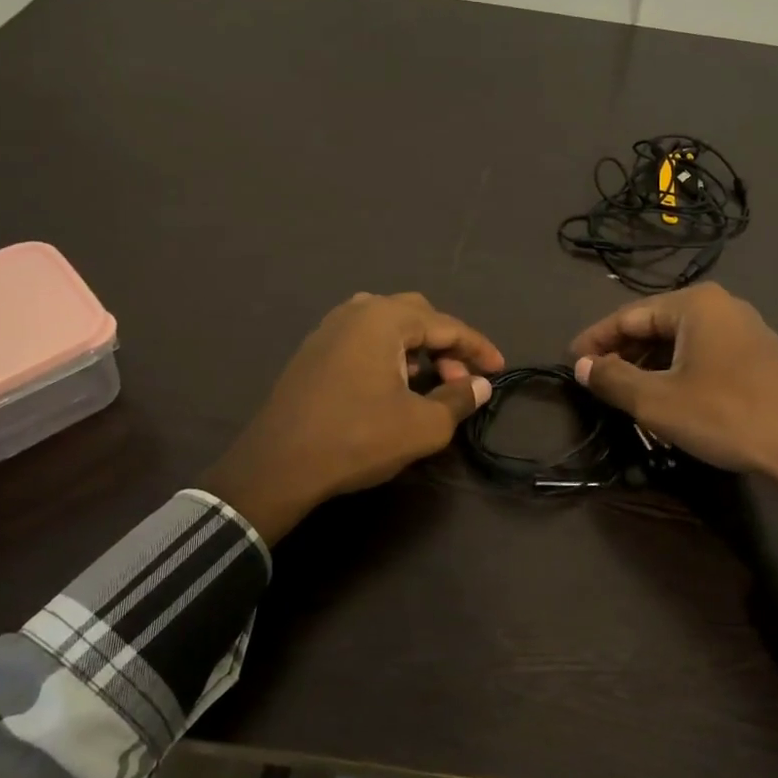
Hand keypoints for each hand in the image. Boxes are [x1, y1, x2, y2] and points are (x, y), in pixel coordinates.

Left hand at [201, 292, 503, 542]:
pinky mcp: (313, 352)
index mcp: (384, 319)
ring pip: (388, 325)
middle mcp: (355, 311)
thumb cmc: (357, 439)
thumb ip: (458, 399)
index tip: (499, 370)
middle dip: (447, 344)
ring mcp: (329, 329)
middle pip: (417, 315)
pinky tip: (394, 386)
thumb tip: (480, 385)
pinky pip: (364, 339)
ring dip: (418, 348)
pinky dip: (390, 354)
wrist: (278, 465)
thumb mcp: (422, 425)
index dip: (478, 348)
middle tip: (462, 378)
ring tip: (431, 381)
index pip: (446, 325)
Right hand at [570, 284, 777, 566]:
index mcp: (695, 304)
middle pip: (656, 324)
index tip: (572, 361)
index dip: (596, 339)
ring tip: (626, 392)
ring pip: (682, 341)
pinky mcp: (760, 355)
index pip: (629, 315)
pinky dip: (678, 370)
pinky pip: (705, 353)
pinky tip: (668, 395)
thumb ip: (614, 379)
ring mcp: (746, 329)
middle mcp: (722, 305)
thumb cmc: (724, 415)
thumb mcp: (657, 401)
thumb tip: (584, 366)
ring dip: (650, 364)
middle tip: (596, 381)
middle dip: (624, 352)